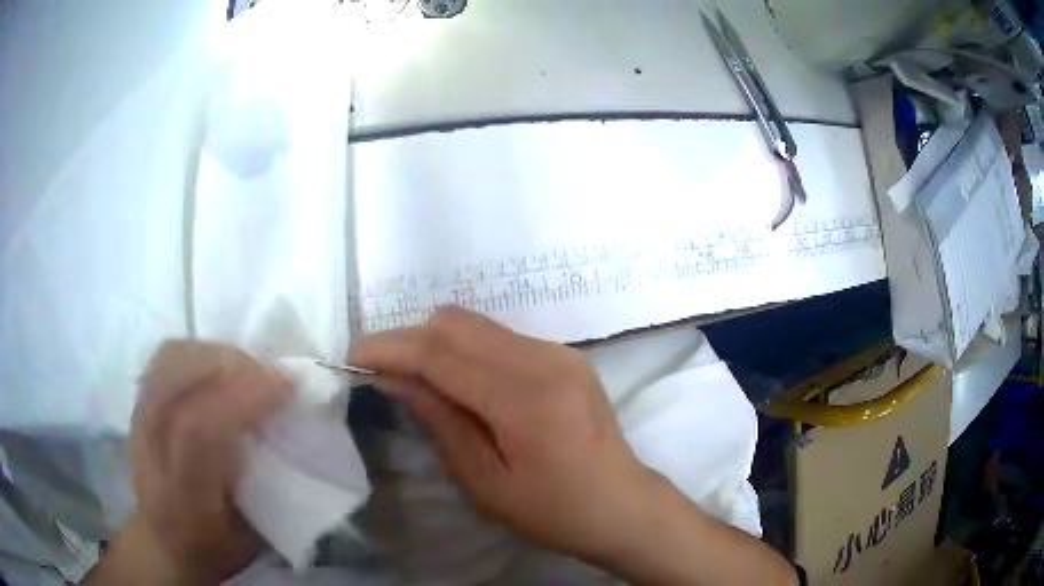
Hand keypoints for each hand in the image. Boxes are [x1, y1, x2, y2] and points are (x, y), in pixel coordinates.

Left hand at [126, 340, 290, 582]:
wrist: (165, 542)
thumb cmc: (216, 546)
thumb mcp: (252, 536)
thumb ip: (266, 486)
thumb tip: (290, 428)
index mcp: (183, 497)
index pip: (198, 431)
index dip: (242, 399)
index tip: (285, 390)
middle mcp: (152, 452)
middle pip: (178, 381)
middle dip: (232, 366)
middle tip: (270, 377)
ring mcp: (138, 420)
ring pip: (168, 360)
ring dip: (214, 353)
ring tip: (245, 368)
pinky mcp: (138, 403)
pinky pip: (164, 358)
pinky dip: (195, 351)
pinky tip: (217, 366)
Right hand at [348, 306, 656, 560]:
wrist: (623, 504)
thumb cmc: (554, 510)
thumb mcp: (486, 481)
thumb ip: (440, 420)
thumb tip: (393, 378)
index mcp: (526, 398)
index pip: (440, 352)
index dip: (389, 347)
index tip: (353, 355)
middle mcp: (545, 358)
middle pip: (456, 323)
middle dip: (410, 340)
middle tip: (385, 374)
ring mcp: (561, 351)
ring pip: (478, 325)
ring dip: (438, 345)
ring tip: (421, 383)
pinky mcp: (567, 354)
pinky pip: (501, 338)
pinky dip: (469, 352)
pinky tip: (465, 386)